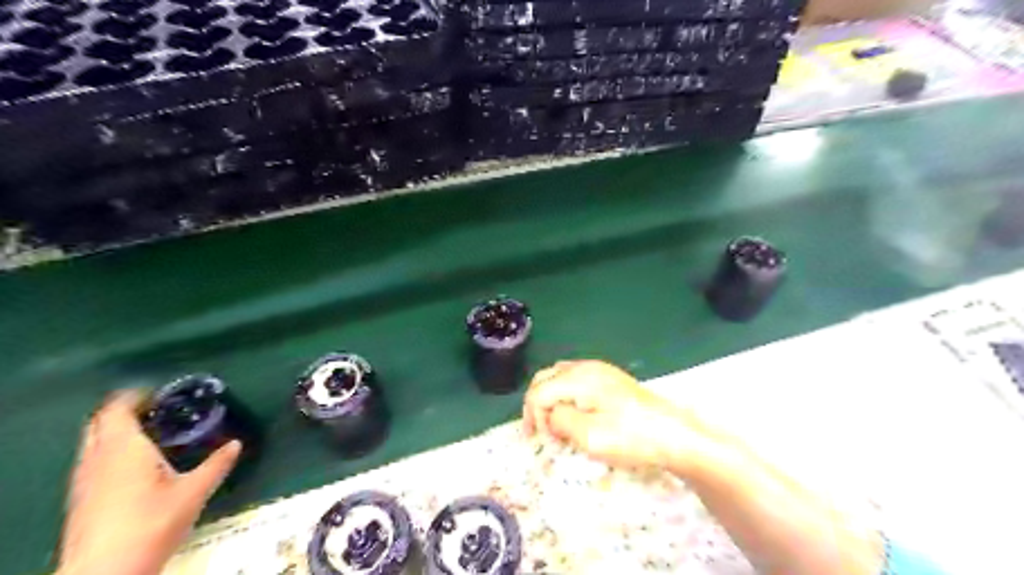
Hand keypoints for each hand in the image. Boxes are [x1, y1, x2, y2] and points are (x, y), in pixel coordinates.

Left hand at [59, 389, 240, 574]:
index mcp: (123, 449)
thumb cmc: (152, 523)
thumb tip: (236, 444)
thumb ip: (217, 465)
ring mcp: (84, 479)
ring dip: (116, 430)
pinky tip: (136, 463)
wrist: (105, 573)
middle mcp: (97, 458)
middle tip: (158, 409)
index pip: (117, 409)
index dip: (135, 395)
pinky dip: (111, 449)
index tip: (161, 393)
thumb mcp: (193, 492)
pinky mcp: (80, 498)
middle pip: (99, 422)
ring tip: (151, 432)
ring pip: (93, 442)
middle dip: (124, 410)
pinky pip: (92, 459)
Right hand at [524, 359, 709, 472]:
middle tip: (540, 432)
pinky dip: (565, 396)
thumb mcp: (589, 436)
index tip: (542, 441)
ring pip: (559, 378)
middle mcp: (585, 367)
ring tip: (555, 425)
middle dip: (537, 405)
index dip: (533, 417)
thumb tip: (550, 414)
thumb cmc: (630, 437)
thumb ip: (560, 420)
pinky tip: (575, 414)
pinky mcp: (609, 378)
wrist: (673, 434)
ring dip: (550, 399)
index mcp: (578, 378)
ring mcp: (599, 370)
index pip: (539, 391)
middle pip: (545, 379)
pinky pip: (575, 380)